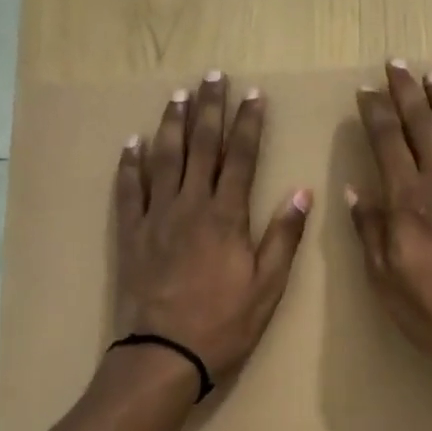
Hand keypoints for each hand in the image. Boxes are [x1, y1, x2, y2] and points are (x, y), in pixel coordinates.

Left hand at [114, 72, 311, 383]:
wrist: (164, 354)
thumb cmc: (224, 323)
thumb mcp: (268, 285)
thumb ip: (284, 236)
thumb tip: (303, 191)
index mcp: (227, 216)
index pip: (241, 157)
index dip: (249, 124)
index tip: (254, 94)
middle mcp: (190, 205)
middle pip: (201, 146)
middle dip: (210, 109)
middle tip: (214, 76)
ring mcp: (156, 217)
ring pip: (164, 159)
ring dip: (172, 124)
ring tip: (178, 95)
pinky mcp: (130, 233)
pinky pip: (129, 190)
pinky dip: (130, 164)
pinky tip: (133, 142)